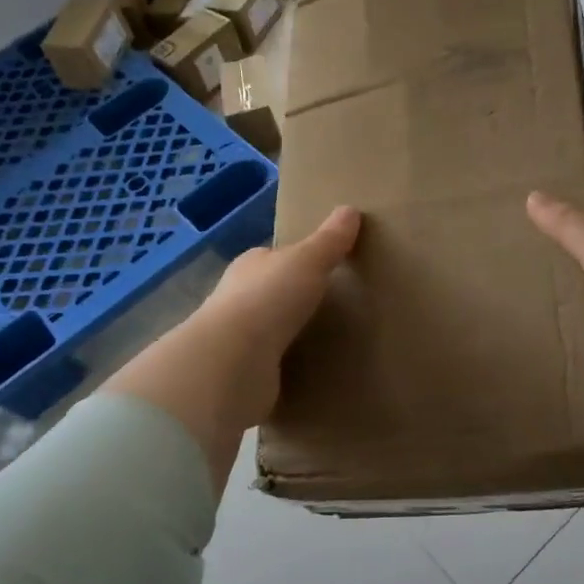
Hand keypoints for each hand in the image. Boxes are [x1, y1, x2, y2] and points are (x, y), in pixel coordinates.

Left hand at [104, 206, 360, 487]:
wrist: (233, 363)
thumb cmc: (268, 300)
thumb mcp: (307, 261)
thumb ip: (329, 240)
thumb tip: (350, 209)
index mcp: (250, 266)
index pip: (274, 258)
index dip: (296, 260)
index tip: (324, 267)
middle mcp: (238, 299)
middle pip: (271, 293)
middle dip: (293, 298)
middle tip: (332, 305)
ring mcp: (238, 339)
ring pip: (270, 330)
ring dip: (290, 334)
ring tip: (326, 340)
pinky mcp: (243, 374)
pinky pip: (271, 365)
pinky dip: (286, 366)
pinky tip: (309, 370)